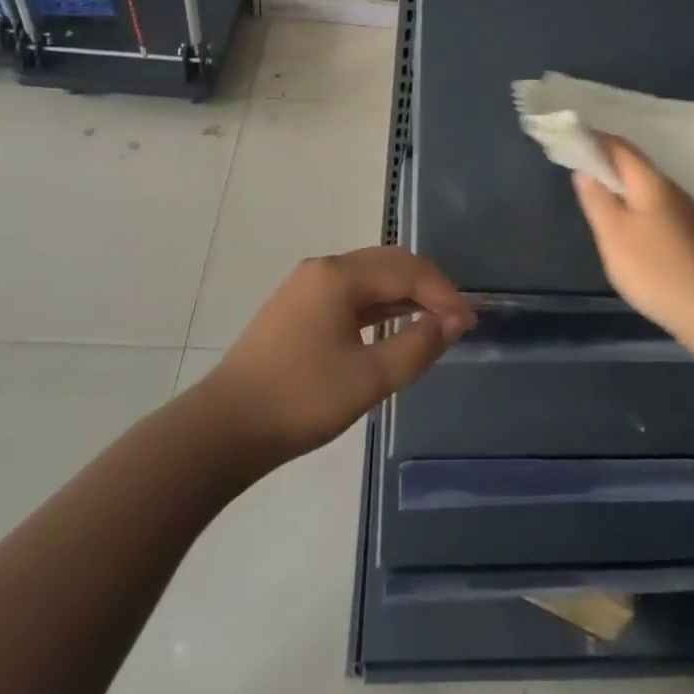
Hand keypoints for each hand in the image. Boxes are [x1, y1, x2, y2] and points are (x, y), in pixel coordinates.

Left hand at [207, 244, 474, 465]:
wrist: (224, 429)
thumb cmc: (301, 399)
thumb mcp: (369, 378)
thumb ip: (418, 345)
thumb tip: (454, 321)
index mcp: (340, 275)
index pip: (406, 269)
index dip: (443, 293)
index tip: (469, 324)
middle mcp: (324, 269)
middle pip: (388, 264)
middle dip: (426, 287)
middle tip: (454, 321)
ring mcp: (306, 287)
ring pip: (368, 278)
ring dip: (403, 296)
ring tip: (432, 324)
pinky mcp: (297, 308)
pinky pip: (349, 294)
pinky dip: (378, 306)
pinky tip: (391, 328)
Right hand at [573, 137, 693, 344]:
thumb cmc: (656, 269)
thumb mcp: (614, 235)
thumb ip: (597, 200)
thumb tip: (585, 171)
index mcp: (651, 182)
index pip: (619, 147)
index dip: (594, 140)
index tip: (570, 142)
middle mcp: (672, 190)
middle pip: (635, 167)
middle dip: (607, 165)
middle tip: (579, 174)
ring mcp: (687, 214)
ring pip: (648, 191)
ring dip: (623, 189)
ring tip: (600, 202)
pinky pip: (658, 210)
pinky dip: (637, 209)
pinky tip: (631, 232)